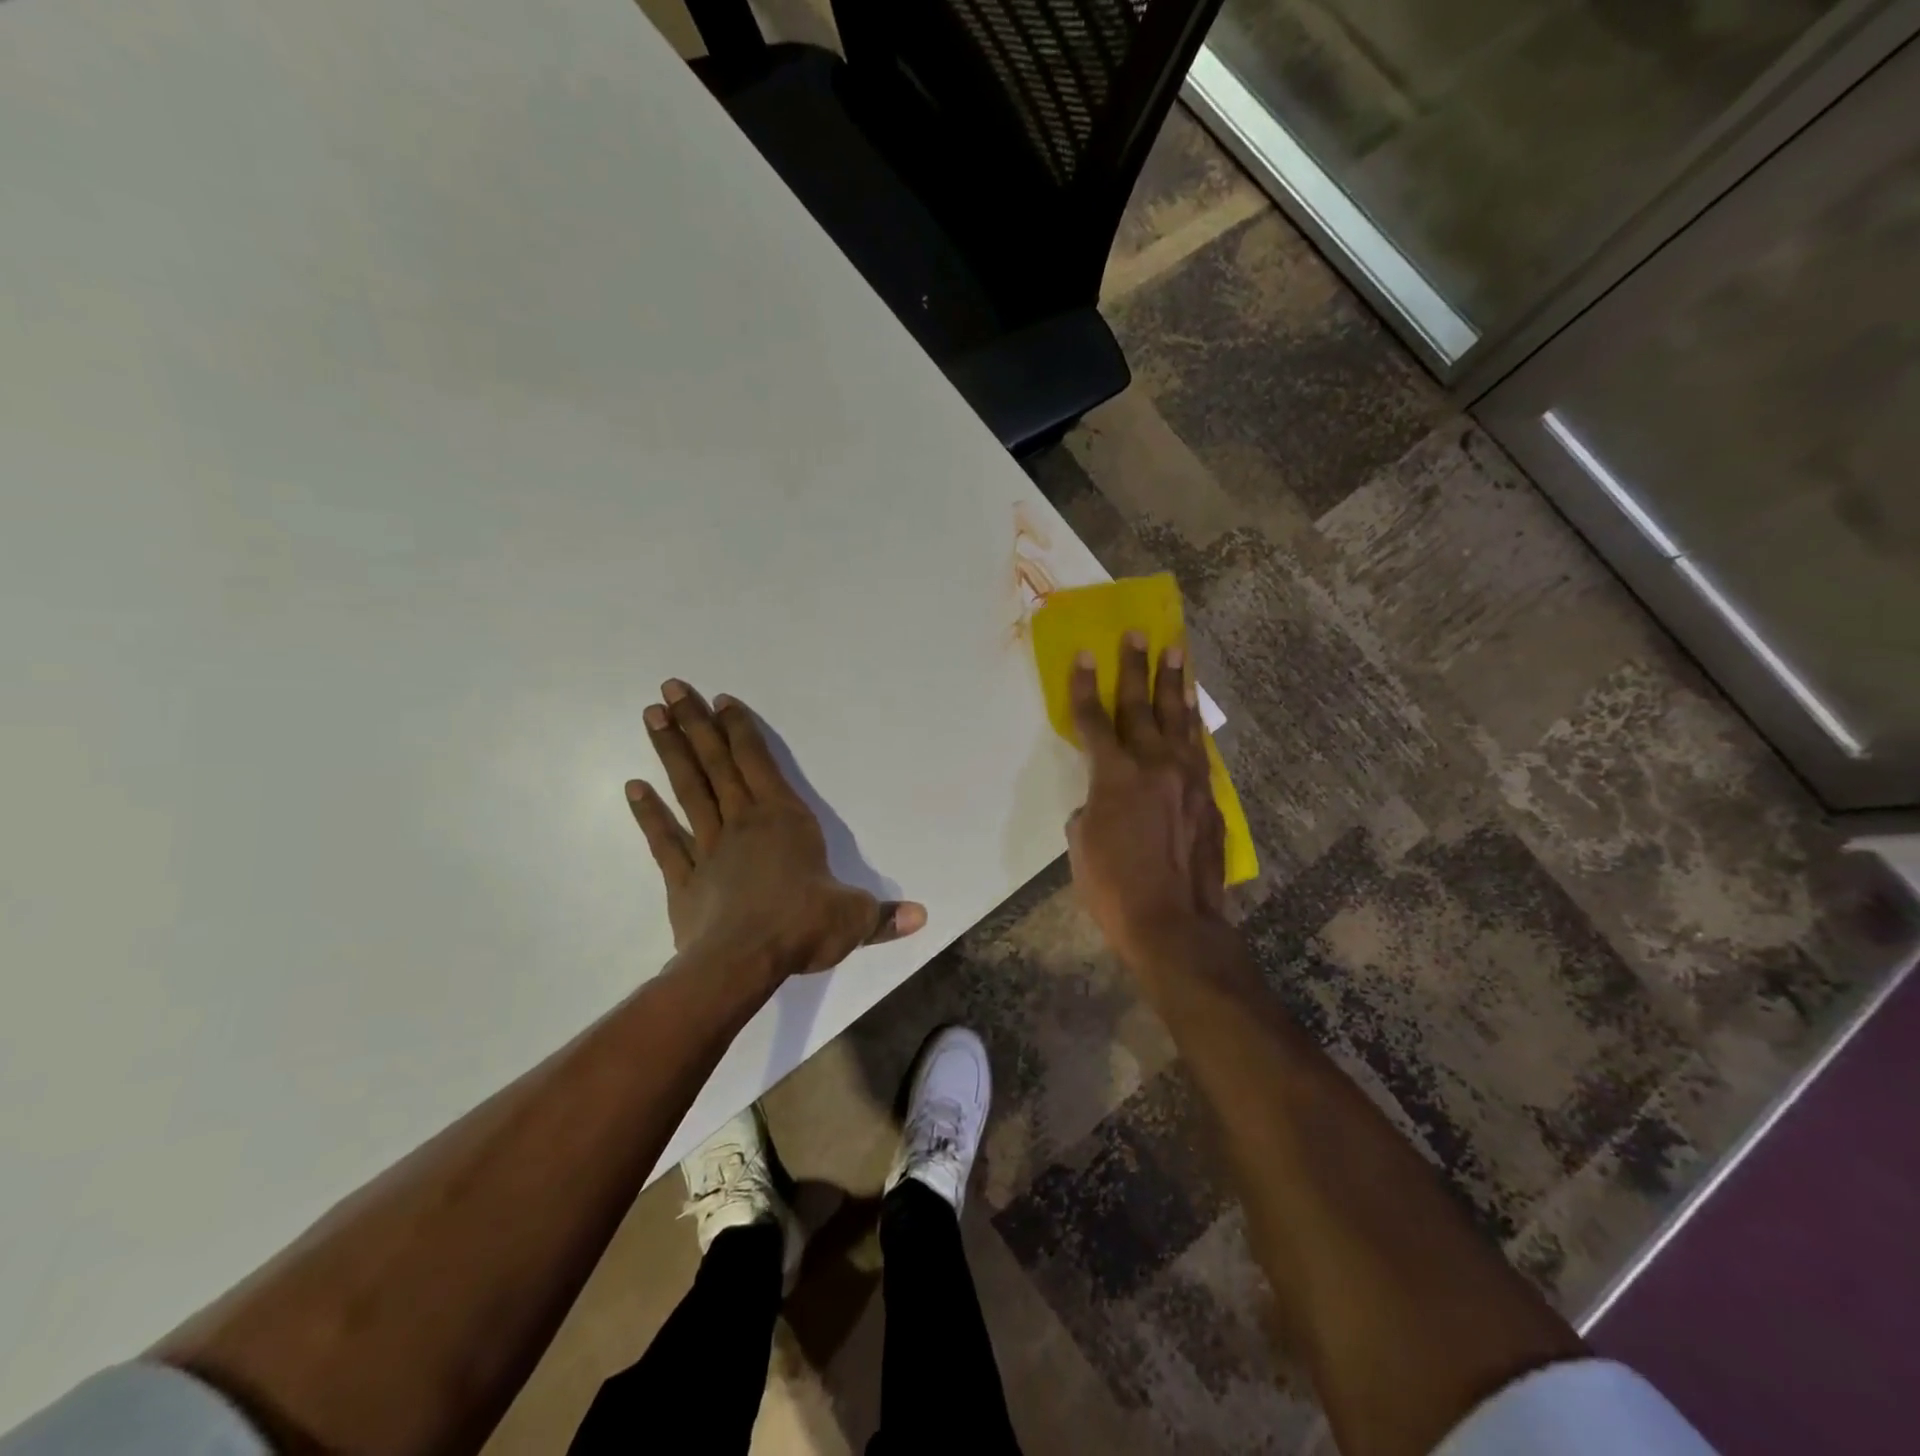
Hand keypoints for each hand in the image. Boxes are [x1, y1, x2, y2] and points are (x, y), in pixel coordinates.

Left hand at [627, 680, 925, 985]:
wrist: (741, 963)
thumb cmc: (801, 926)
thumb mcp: (853, 919)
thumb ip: (883, 916)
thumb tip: (922, 917)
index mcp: (784, 820)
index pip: (759, 763)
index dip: (740, 729)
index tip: (719, 700)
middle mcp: (744, 823)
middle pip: (717, 764)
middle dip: (695, 724)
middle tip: (671, 687)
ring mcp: (709, 849)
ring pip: (688, 790)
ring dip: (671, 753)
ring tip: (652, 716)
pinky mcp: (684, 880)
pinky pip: (664, 840)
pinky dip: (648, 814)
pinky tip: (633, 787)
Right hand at [1066, 635, 1225, 966]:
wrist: (1175, 923)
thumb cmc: (1113, 888)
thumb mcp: (1081, 845)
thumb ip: (1091, 808)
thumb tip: (1102, 800)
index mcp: (1114, 775)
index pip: (1094, 719)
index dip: (1084, 686)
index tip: (1084, 654)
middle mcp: (1154, 765)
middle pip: (1141, 706)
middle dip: (1135, 667)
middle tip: (1138, 634)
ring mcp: (1187, 779)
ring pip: (1179, 721)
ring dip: (1174, 685)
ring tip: (1177, 653)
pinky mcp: (1208, 798)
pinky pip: (1198, 751)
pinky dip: (1192, 728)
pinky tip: (1192, 715)